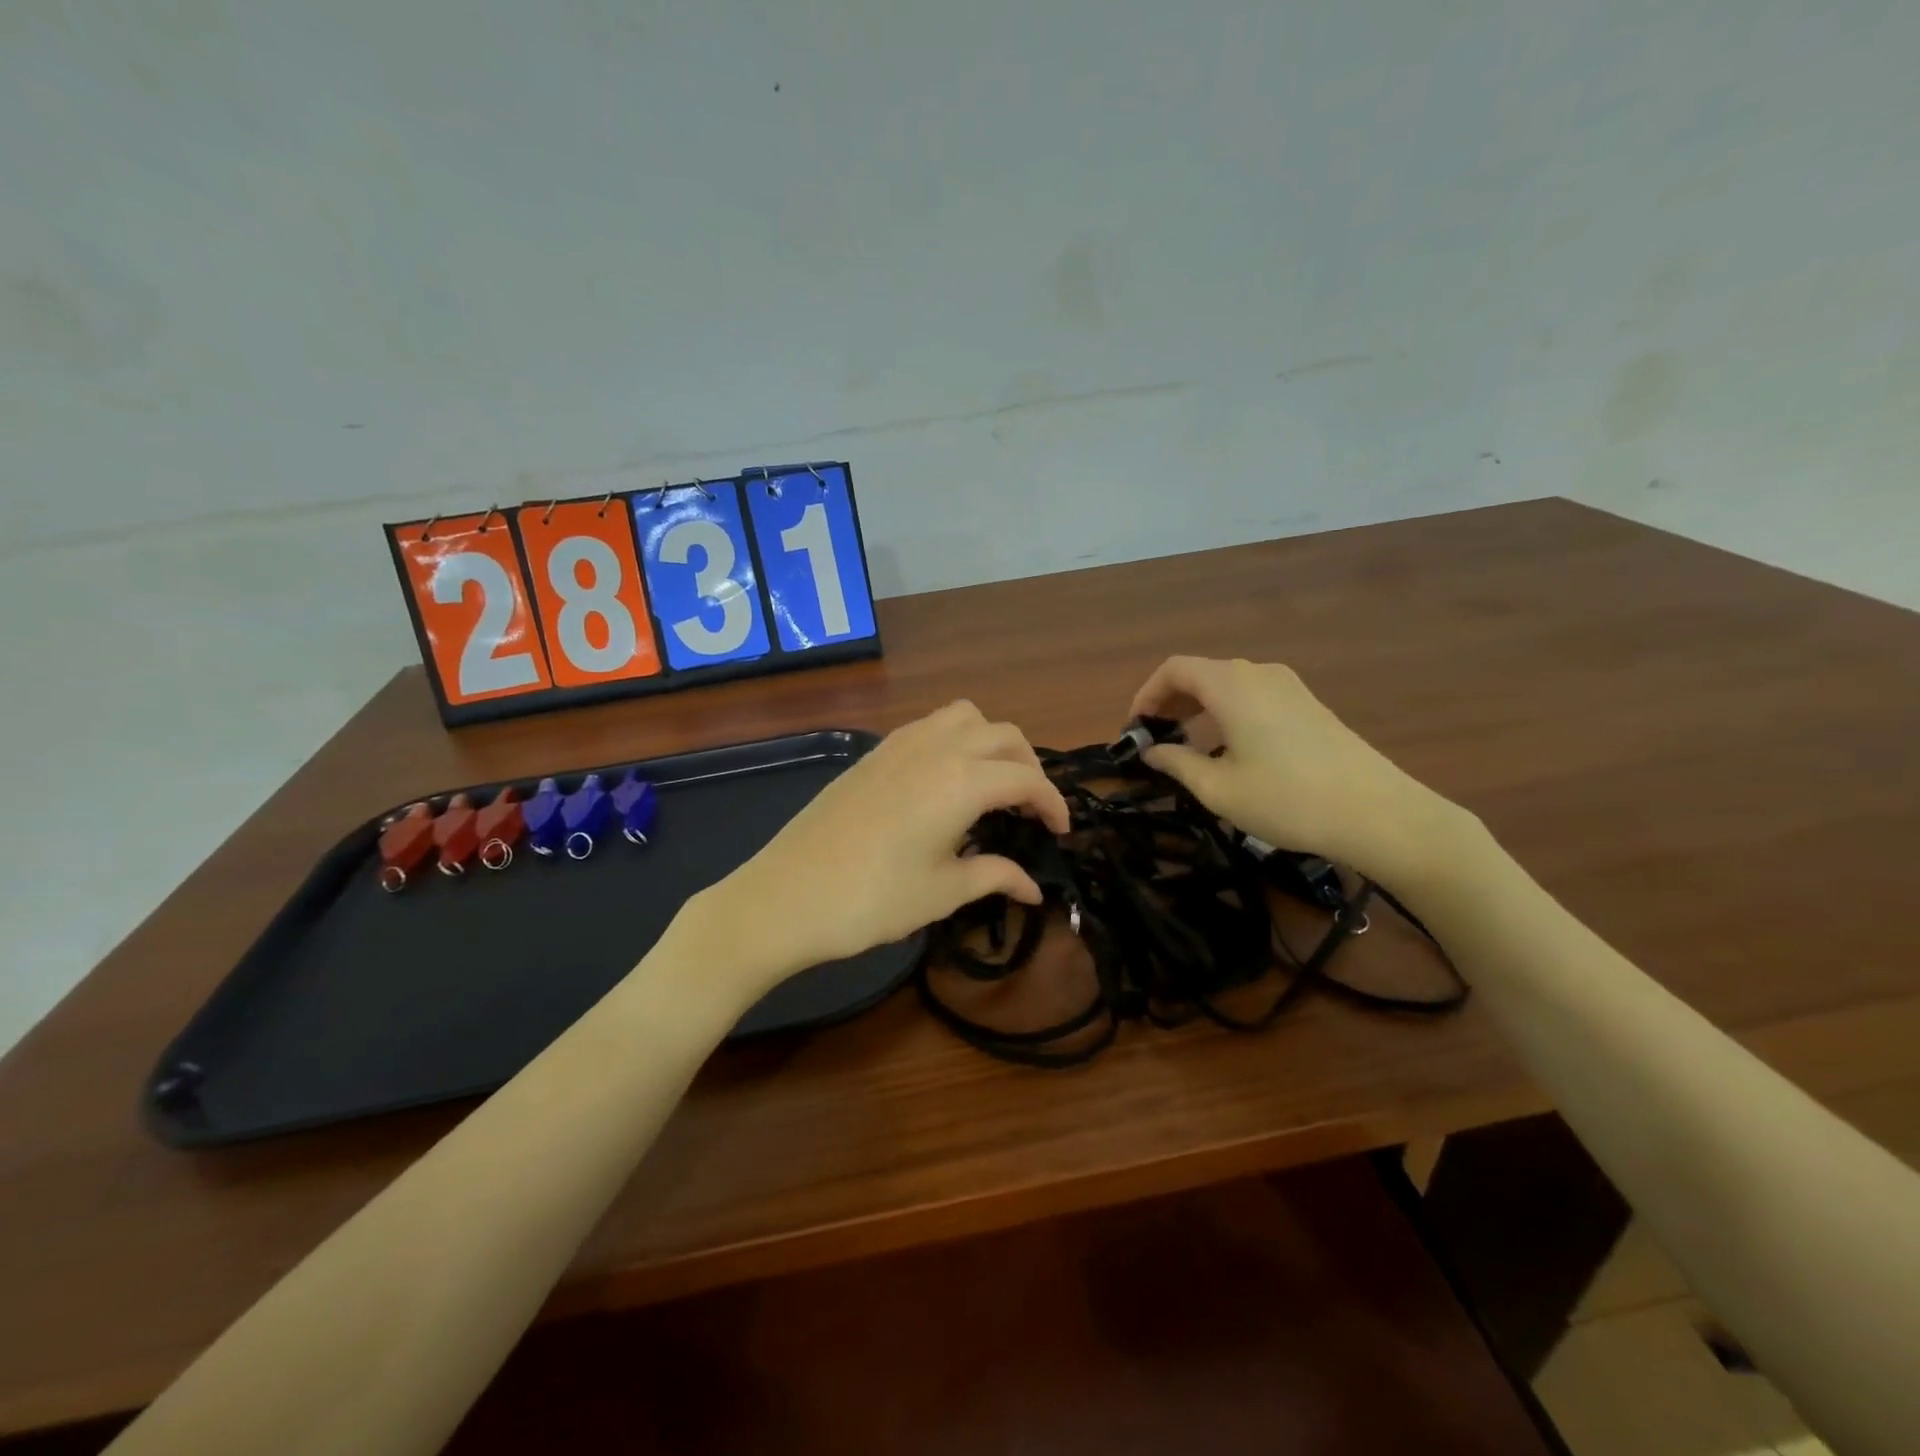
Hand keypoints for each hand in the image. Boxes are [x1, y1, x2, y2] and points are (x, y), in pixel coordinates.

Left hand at [687, 701, 1070, 996]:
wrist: (785, 896)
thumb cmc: (872, 900)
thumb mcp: (943, 892)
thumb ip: (995, 877)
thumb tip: (1034, 888)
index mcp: (962, 781)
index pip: (1027, 778)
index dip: (1053, 804)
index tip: (1061, 832)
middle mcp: (937, 748)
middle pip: (1003, 735)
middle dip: (1029, 766)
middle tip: (1030, 809)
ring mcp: (900, 745)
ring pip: (965, 716)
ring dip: (991, 741)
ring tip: (992, 783)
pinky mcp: (874, 753)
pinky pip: (930, 726)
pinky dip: (955, 740)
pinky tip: (946, 781)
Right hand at [1129, 656, 1469, 888]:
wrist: (1377, 813)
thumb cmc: (1287, 800)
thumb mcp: (1219, 789)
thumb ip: (1177, 764)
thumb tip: (1152, 752)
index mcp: (1231, 685)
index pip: (1174, 670)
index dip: (1146, 694)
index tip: (1135, 728)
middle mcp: (1259, 673)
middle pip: (1201, 672)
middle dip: (1171, 700)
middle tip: (1155, 737)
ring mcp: (1289, 686)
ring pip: (1229, 683)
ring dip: (1199, 706)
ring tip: (1187, 743)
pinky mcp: (1309, 704)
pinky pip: (1253, 695)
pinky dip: (1227, 711)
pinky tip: (1229, 747)